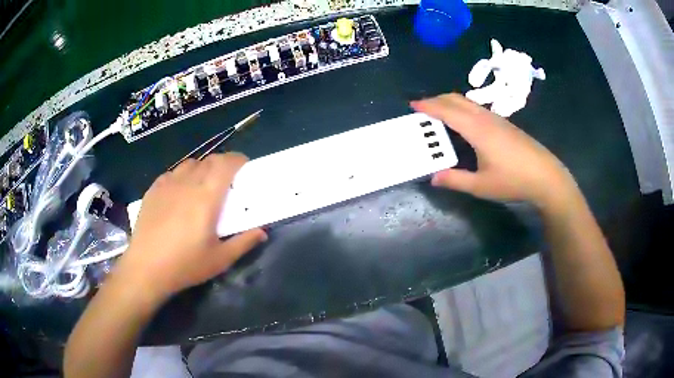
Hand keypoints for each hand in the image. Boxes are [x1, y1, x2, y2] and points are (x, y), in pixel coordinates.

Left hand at [118, 153, 266, 301]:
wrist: (146, 268)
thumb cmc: (185, 265)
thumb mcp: (220, 259)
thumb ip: (243, 242)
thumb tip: (261, 232)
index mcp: (206, 197)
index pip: (225, 164)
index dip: (238, 160)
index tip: (244, 167)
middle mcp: (187, 183)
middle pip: (209, 160)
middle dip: (222, 164)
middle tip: (226, 181)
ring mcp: (167, 184)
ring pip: (190, 164)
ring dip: (201, 169)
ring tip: (202, 186)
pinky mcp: (153, 190)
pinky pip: (172, 173)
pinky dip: (182, 176)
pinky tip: (179, 194)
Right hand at [411, 94, 574, 206]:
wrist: (546, 176)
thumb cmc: (513, 180)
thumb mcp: (481, 186)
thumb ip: (455, 180)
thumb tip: (434, 178)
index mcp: (477, 129)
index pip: (447, 111)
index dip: (429, 106)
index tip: (413, 104)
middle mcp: (485, 118)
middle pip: (457, 99)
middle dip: (437, 99)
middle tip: (423, 108)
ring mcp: (497, 119)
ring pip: (468, 102)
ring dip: (451, 103)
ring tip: (440, 114)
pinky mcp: (505, 124)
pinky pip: (478, 108)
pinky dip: (463, 109)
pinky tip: (464, 124)